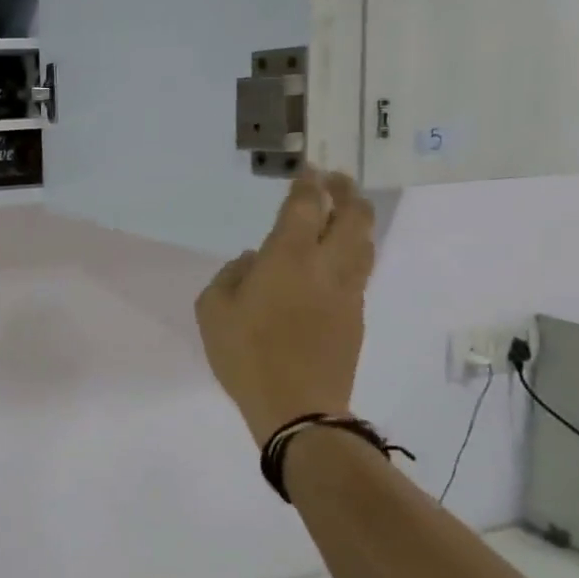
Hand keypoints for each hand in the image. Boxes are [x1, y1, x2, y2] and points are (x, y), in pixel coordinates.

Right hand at [194, 165, 376, 445]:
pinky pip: (360, 272)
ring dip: (358, 220)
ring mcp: (348, 292)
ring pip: (365, 243)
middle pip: (353, 216)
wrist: (297, 408)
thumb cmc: (246, 354)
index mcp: (289, 257)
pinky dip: (354, 253)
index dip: (309, 182)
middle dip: (346, 191)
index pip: (306, 205)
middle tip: (336, 180)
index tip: (309, 169)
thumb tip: (253, 261)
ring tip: (346, 212)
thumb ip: (231, 275)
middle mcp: (326, 265)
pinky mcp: (356, 317)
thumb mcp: (213, 310)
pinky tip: (338, 259)